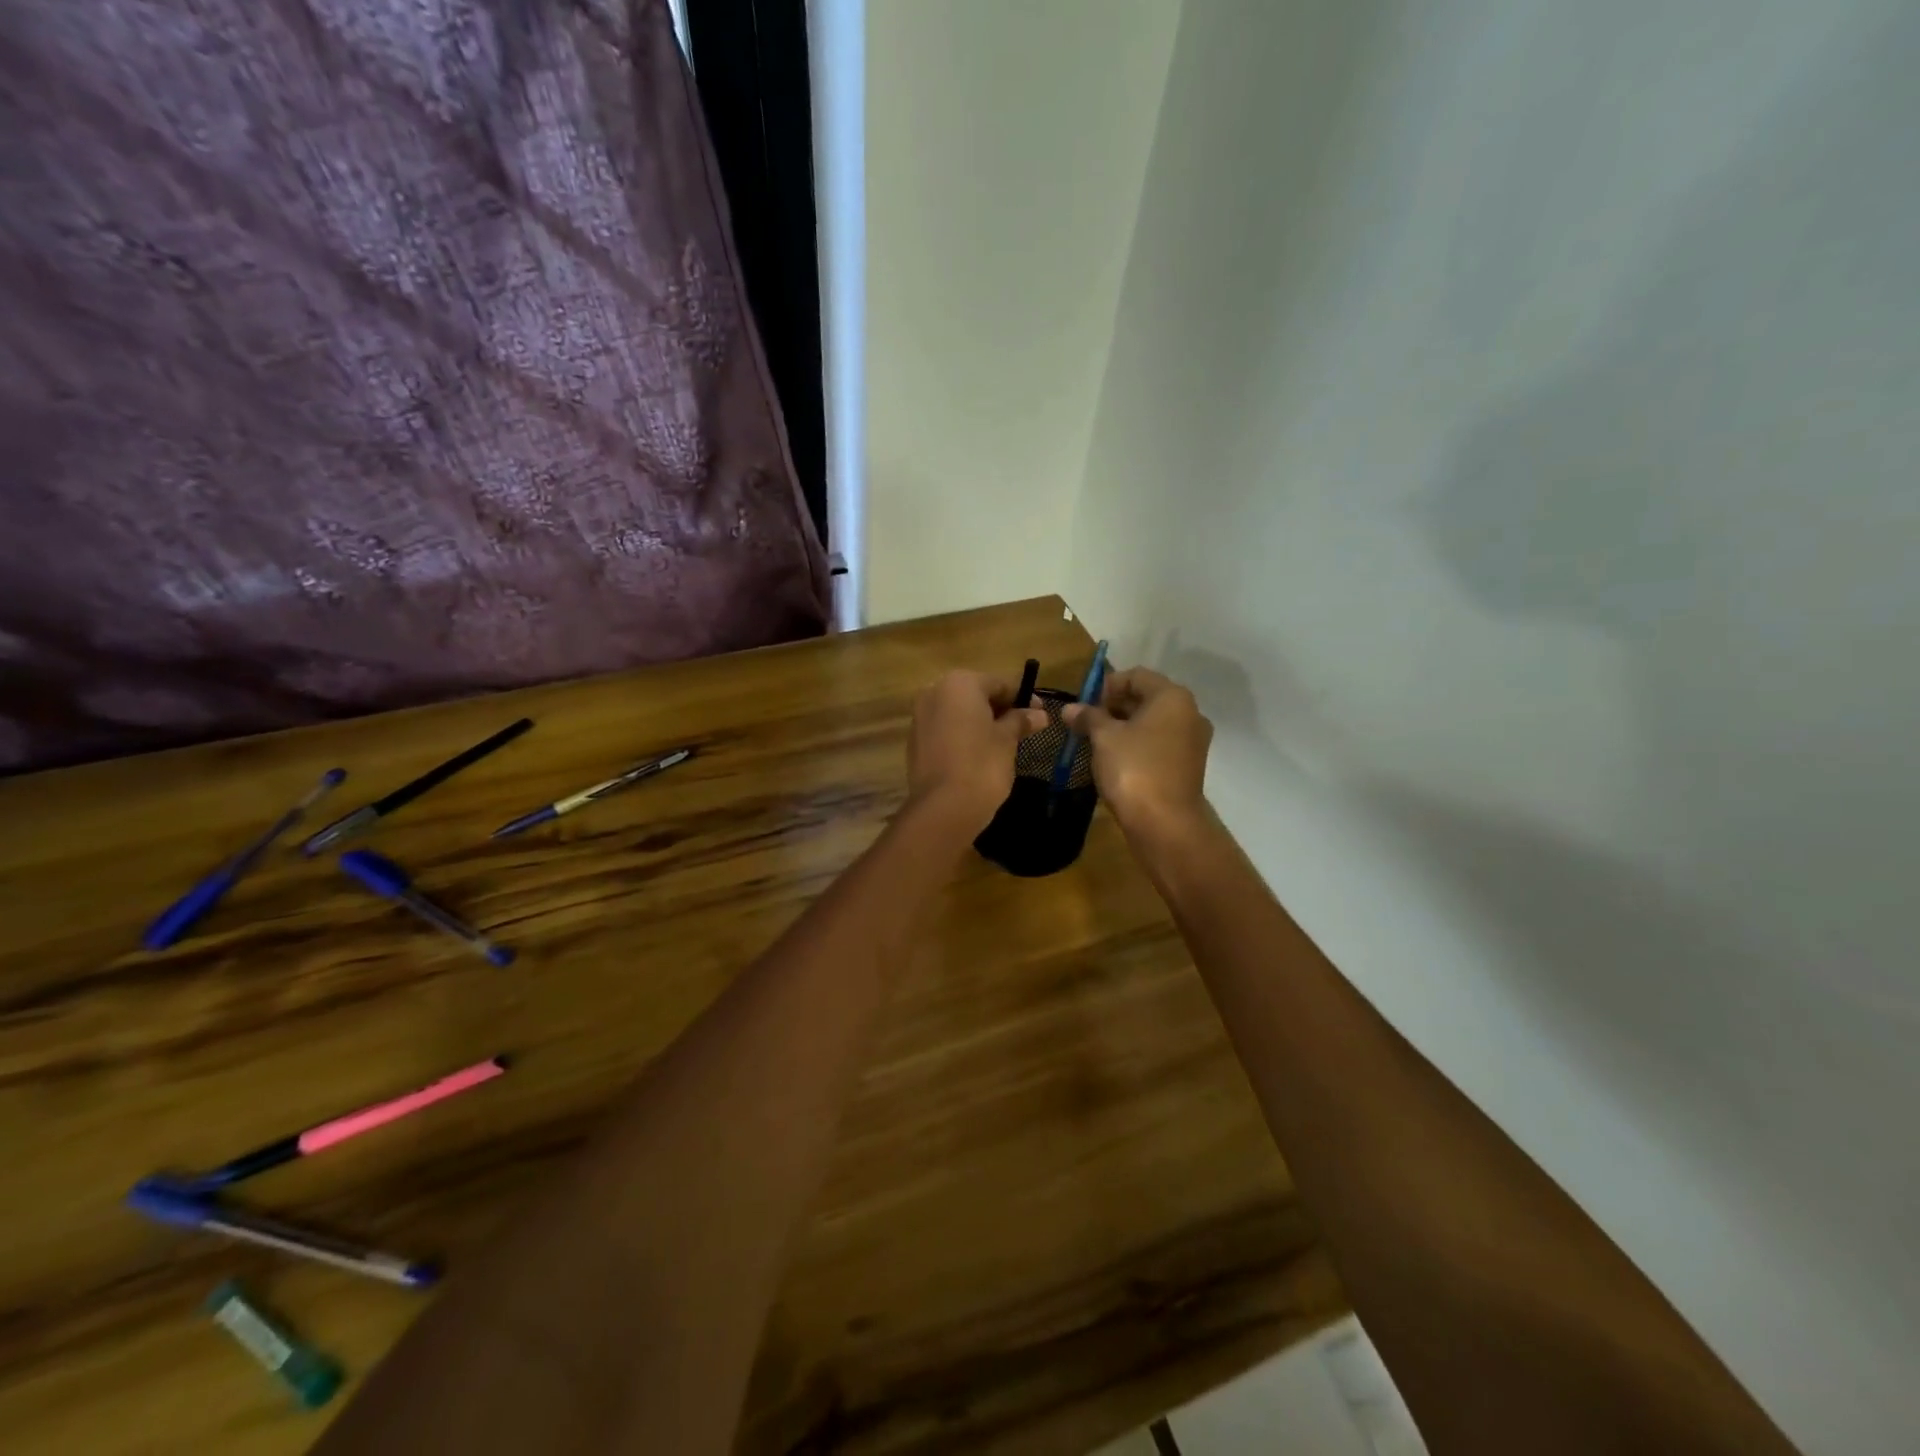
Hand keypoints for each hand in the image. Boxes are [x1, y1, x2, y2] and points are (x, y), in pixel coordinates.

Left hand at [906, 671, 1049, 834]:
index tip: (1040, 714)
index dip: (1023, 698)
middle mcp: (934, 692)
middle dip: (1000, 709)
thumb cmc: (982, 765)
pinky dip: (963, 736)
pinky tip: (979, 755)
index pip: (999, 683)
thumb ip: (1021, 721)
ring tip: (1004, 743)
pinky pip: (945, 730)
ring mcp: (920, 717)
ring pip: (959, 713)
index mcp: (959, 684)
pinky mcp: (915, 742)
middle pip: (976, 695)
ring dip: (981, 722)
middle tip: (1024, 728)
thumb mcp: (1007, 740)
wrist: (943, 808)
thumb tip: (1039, 714)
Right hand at [1062, 667, 1212, 840]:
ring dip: (1124, 727)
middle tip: (1086, 723)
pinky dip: (1137, 745)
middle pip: (1146, 698)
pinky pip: (1159, 743)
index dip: (1106, 685)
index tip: (1084, 705)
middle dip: (1113, 707)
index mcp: (1172, 697)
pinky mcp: (1188, 765)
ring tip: (1096, 742)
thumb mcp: (1104, 738)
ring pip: (1152, 723)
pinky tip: (1115, 760)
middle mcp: (1189, 713)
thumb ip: (1088, 717)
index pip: (1136, 676)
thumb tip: (1070, 708)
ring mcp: (1192, 741)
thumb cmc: (1134, 769)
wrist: (1165, 824)